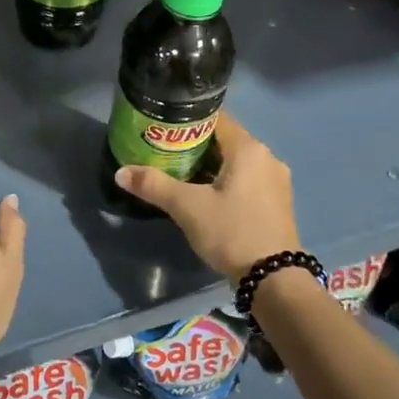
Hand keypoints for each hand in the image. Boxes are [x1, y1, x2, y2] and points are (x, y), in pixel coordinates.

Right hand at [112, 113, 299, 282]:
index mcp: (248, 148)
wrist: (274, 279)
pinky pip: (247, 180)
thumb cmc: (231, 232)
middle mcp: (267, 157)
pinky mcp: (277, 202)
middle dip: (195, 146)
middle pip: (225, 140)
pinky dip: (226, 182)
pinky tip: (206, 197)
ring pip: (236, 162)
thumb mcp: (187, 208)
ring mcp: (276, 181)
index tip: (163, 130)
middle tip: (164, 154)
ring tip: (179, 175)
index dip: (187, 121)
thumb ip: (154, 185)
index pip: (215, 119)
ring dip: (210, 166)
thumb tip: (120, 172)